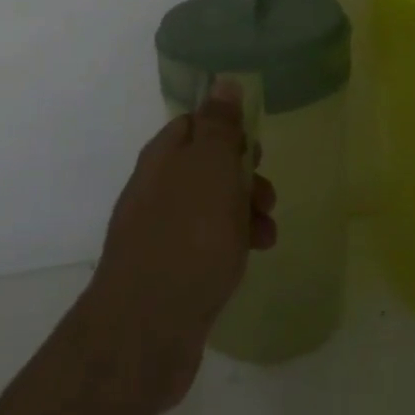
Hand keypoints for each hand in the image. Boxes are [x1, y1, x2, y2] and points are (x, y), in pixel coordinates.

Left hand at [77, 83, 276, 409]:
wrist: (146, 332)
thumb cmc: (187, 237)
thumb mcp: (211, 169)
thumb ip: (219, 125)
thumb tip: (223, 82)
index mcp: (162, 158)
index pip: (195, 123)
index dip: (228, 129)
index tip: (256, 147)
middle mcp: (156, 189)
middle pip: (206, 166)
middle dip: (244, 176)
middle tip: (267, 193)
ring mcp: (160, 233)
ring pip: (212, 207)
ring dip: (245, 212)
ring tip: (268, 232)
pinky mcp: (170, 273)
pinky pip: (207, 244)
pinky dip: (233, 245)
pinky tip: (252, 259)